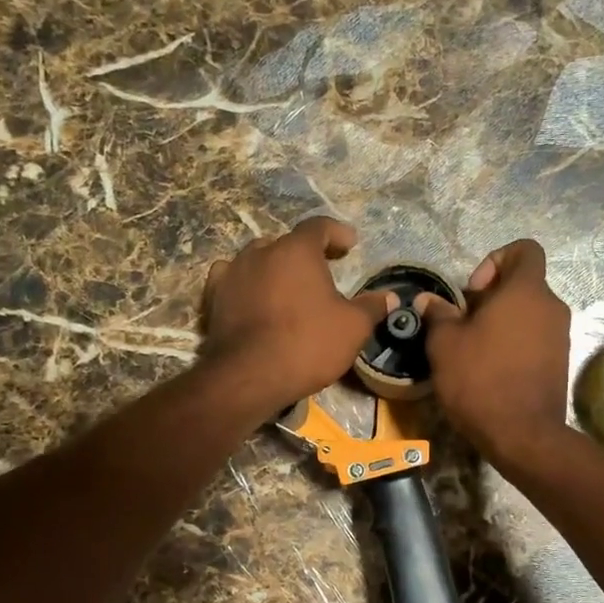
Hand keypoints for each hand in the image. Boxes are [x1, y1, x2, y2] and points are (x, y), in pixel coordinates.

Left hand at [199, 216, 392, 419]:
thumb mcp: (352, 328)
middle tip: (321, 269)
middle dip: (304, 253)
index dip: (337, 233)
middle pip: (286, 243)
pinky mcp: (214, 298)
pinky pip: (232, 280)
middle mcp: (261, 252)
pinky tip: (252, 296)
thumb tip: (390, 297)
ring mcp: (233, 273)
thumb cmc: (307, 344)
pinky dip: (246, 284)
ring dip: (274, 267)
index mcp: (297, 250)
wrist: (249, 376)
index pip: (319, 227)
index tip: (350, 244)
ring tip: (287, 285)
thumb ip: (371, 307)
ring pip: (257, 259)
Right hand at [418, 240, 572, 464]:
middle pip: (522, 284)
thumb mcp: (445, 345)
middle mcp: (551, 306)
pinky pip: (534, 338)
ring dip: (501, 323)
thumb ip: (438, 315)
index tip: (472, 292)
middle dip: (491, 298)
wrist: (522, 435)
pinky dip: (514, 344)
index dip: (495, 260)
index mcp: (526, 290)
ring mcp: (560, 335)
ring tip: (474, 351)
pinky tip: (491, 370)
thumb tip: (428, 301)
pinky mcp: (560, 362)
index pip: (524, 249)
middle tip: (464, 325)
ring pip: (528, 313)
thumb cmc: (480, 380)